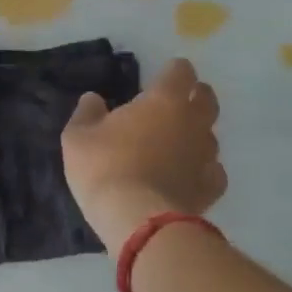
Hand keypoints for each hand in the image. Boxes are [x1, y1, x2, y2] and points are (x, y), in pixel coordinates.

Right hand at [61, 57, 225, 250]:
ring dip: (198, 133)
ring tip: (178, 142)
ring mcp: (206, 156)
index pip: (181, 71)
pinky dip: (203, 169)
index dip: (173, 71)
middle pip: (206, 98)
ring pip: (211, 134)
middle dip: (195, 95)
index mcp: (164, 100)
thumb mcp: (78, 138)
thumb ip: (87, 113)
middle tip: (178, 102)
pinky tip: (189, 175)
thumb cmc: (105, 169)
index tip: (162, 75)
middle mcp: (192, 122)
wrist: (138, 221)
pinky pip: (213, 170)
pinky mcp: (210, 188)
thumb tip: (93, 98)